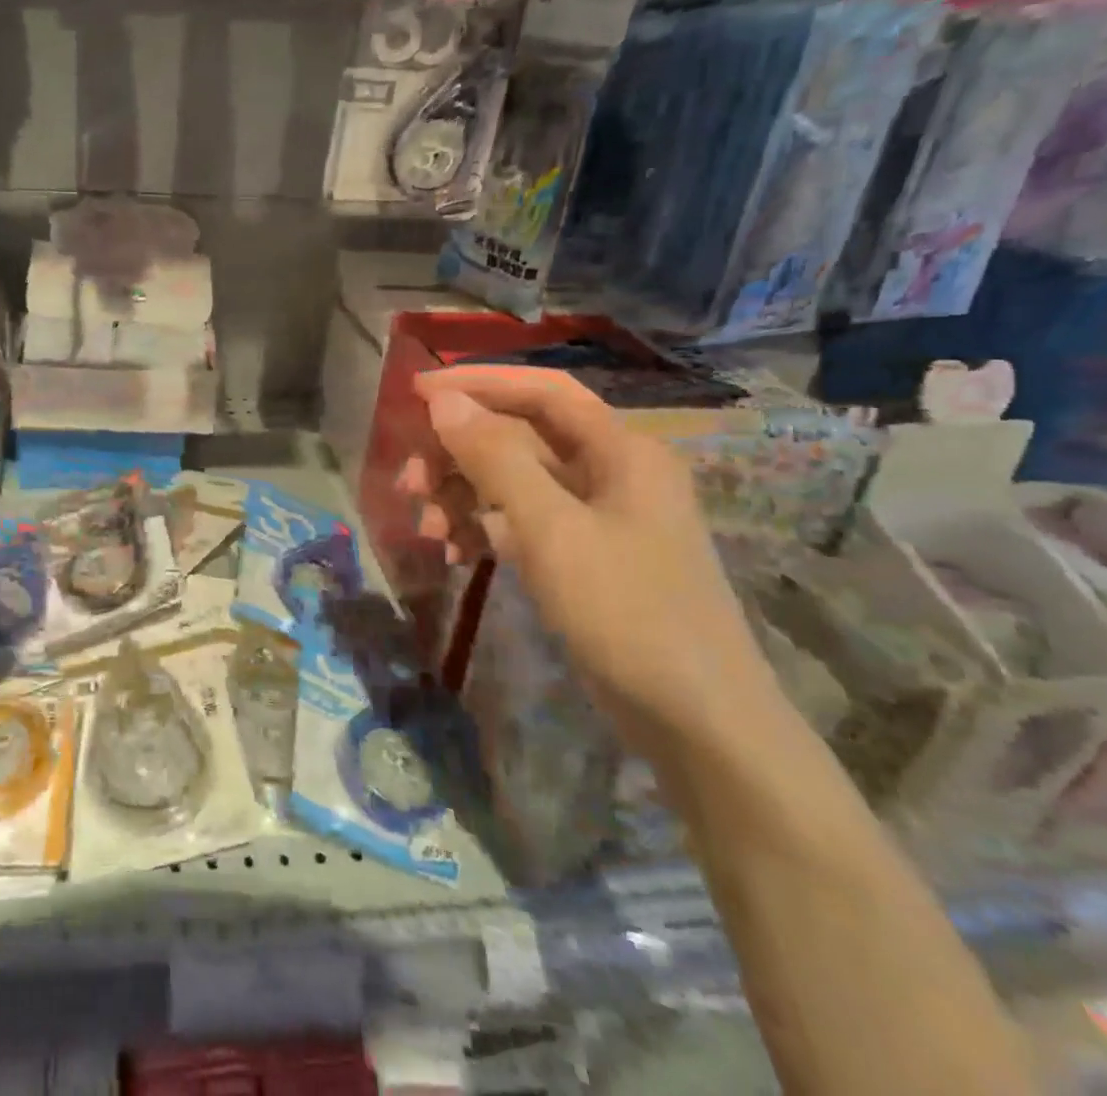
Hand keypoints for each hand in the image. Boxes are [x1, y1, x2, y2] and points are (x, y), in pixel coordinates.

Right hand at [402, 366, 775, 749]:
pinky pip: (520, 523)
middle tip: (410, 481)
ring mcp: (596, 518)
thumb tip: (444, 401)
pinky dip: (482, 530)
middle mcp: (610, 473)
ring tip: (427, 529)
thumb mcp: (552, 529)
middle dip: (458, 453)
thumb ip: (495, 458)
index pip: (542, 391)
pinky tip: (452, 553)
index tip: (415, 391)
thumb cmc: (628, 612)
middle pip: (519, 437)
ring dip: (463, 496)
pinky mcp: (582, 557)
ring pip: (513, 482)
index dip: (478, 382)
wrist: (697, 723)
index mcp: (620, 451)